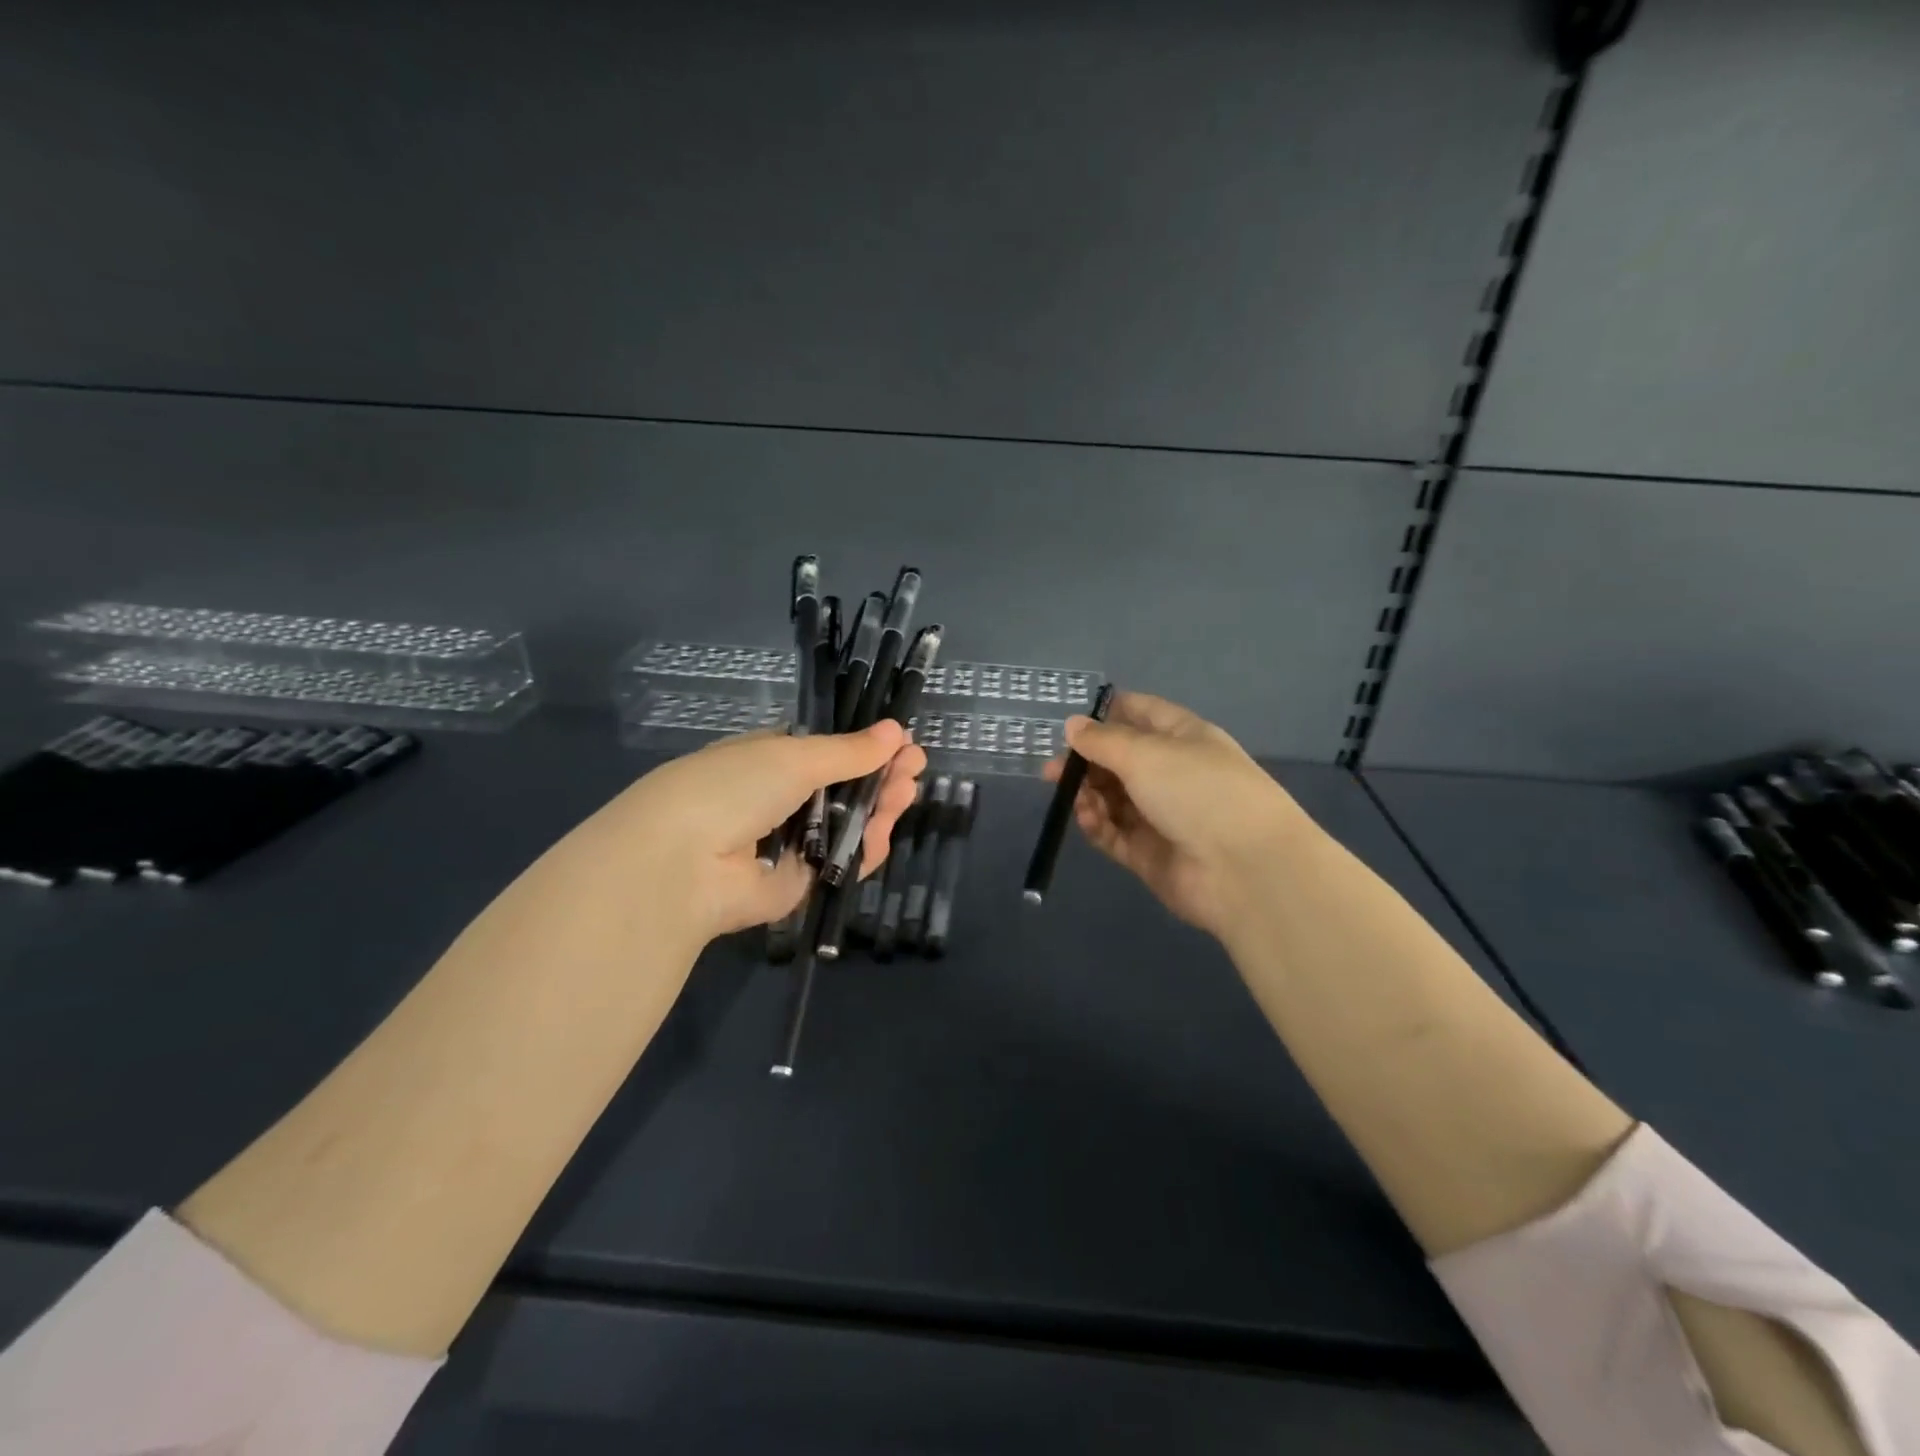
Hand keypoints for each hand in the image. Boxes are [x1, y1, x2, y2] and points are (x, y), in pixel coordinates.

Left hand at [581, 721, 926, 947]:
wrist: (682, 864)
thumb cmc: (734, 788)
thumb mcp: (795, 757)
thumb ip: (849, 751)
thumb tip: (895, 731)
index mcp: (770, 758)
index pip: (827, 751)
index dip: (865, 747)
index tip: (901, 744)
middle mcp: (779, 799)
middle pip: (843, 787)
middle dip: (880, 777)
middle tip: (914, 770)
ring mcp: (788, 843)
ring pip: (846, 825)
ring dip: (878, 809)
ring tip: (905, 795)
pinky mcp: (797, 884)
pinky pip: (839, 864)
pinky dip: (862, 850)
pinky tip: (882, 833)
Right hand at [1046, 691, 1308, 938]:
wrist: (1245, 870)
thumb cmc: (1199, 792)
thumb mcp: (1146, 754)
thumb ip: (1103, 740)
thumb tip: (1073, 725)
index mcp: (1183, 738)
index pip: (1142, 714)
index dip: (1108, 714)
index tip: (1072, 723)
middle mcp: (1173, 774)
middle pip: (1120, 760)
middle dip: (1086, 762)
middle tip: (1053, 772)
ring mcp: (1162, 816)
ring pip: (1113, 798)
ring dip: (1090, 795)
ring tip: (1073, 798)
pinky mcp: (1150, 854)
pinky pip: (1115, 833)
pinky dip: (1098, 825)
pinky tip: (1087, 819)